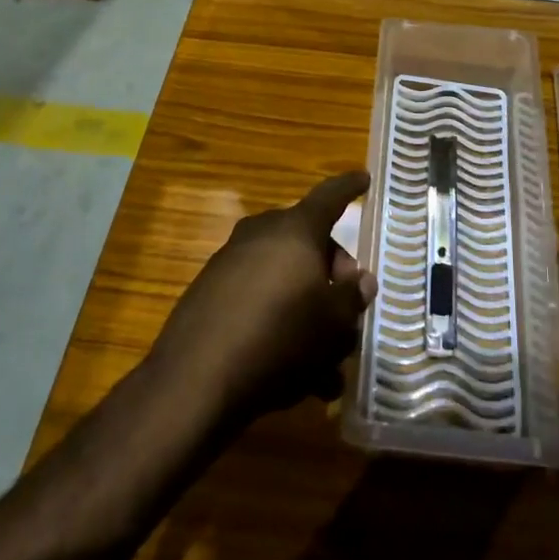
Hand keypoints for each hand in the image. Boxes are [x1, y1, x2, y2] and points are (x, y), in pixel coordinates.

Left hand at [148, 172, 376, 425]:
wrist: (195, 381)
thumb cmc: (281, 339)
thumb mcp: (334, 323)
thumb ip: (352, 296)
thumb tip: (360, 280)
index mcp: (295, 230)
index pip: (330, 197)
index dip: (349, 187)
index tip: (364, 178)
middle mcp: (260, 235)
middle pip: (307, 242)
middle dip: (331, 271)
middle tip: (347, 307)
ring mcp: (229, 263)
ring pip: (283, 277)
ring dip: (307, 310)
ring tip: (326, 365)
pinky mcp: (208, 295)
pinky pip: (257, 300)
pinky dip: (278, 323)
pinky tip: (292, 373)